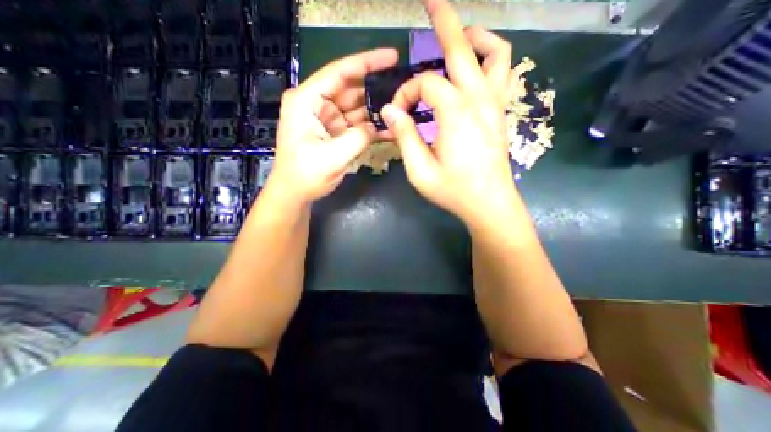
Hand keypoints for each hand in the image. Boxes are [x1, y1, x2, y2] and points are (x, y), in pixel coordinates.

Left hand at [266, 48, 396, 204]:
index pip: (339, 73)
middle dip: (376, 90)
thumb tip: (378, 126)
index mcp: (307, 101)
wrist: (295, 193)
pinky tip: (388, 129)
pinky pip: (356, 124)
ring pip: (357, 108)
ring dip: (376, 111)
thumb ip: (358, 138)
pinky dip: (371, 127)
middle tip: (403, 90)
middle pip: (351, 89)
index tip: (392, 57)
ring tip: (401, 110)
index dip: (367, 63)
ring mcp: (327, 118)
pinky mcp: (335, 132)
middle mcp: (316, 104)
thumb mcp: (331, 157)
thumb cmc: (305, 175)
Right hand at [381, 0, 517, 227]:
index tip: (398, 113)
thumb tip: (390, 110)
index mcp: (455, 113)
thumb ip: (404, 137)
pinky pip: (503, 74)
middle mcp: (479, 100)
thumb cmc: (453, 190)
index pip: (425, 84)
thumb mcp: (420, 170)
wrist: (489, 204)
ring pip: (495, 54)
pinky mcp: (500, 114)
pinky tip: (476, 67)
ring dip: (475, 39)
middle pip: (463, 48)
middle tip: (432, 1)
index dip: (406, 94)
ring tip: (458, 37)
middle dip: (444, 22)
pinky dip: (491, 59)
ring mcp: (495, 105)